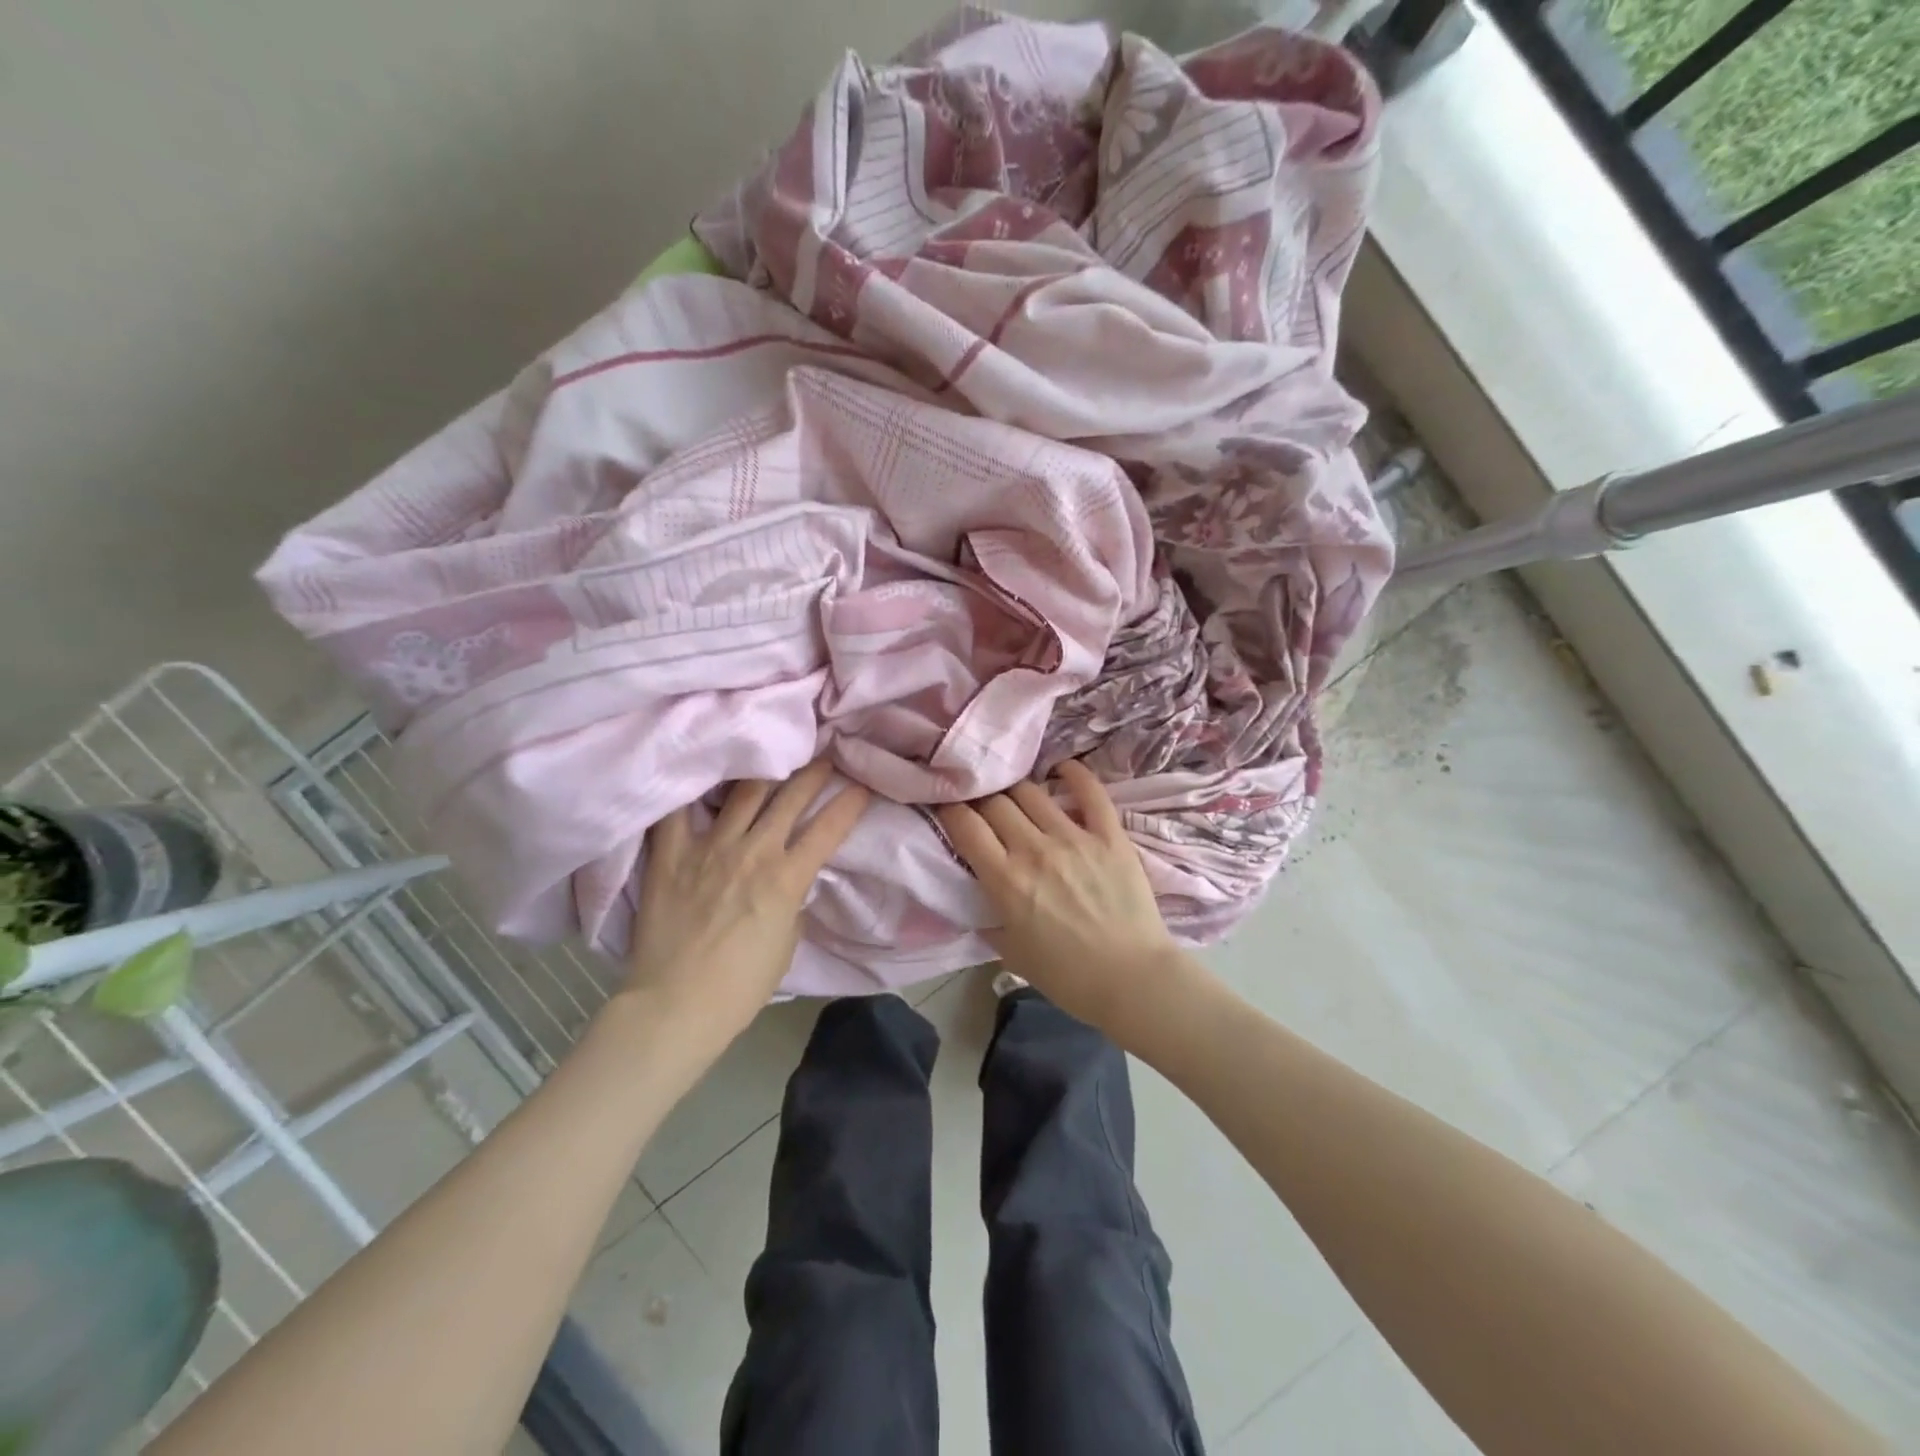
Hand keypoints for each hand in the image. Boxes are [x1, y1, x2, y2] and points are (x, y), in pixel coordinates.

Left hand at [623, 760, 868, 1052]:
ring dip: (767, 770)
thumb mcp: (787, 943)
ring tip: (775, 753)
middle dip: (814, 772)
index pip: (828, 828)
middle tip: (826, 754)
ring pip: (744, 792)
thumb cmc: (742, 985)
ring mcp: (709, 848)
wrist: (676, 1006)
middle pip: (790, 797)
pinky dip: (691, 789)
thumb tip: (790, 881)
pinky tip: (699, 768)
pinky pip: (677, 811)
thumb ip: (793, 902)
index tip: (863, 785)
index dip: (851, 803)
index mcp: (786, 878)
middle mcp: (752, 851)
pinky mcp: (670, 854)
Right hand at [935, 760, 1183, 1038]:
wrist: (1132, 980)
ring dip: (1016, 788)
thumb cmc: (1067, 976)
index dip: (949, 808)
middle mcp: (1035, 849)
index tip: (946, 806)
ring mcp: (1075, 838)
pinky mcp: (1109, 835)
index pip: (965, 825)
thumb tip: (977, 896)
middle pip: (995, 802)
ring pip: (1033, 791)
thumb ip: (988, 919)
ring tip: (1013, 791)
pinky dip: (1073, 773)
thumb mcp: (1010, 953)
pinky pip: (1090, 792)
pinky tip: (1062, 767)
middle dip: (980, 797)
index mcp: (1006, 880)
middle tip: (979, 801)